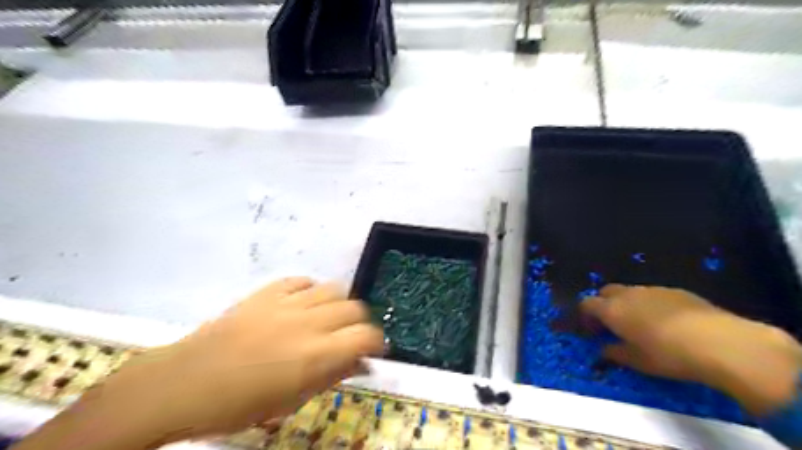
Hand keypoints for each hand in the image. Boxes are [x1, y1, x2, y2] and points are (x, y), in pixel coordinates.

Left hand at [14, 279, 385, 449]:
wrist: (182, 384)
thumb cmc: (236, 406)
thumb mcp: (290, 403)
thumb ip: (331, 378)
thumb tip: (360, 363)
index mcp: (314, 355)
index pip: (365, 336)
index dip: (377, 341)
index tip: (374, 349)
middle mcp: (307, 323)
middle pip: (354, 308)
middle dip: (360, 323)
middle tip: (350, 337)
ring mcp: (286, 303)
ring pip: (333, 288)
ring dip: (339, 304)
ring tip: (328, 319)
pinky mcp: (266, 292)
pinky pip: (301, 280)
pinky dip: (311, 290)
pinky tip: (304, 304)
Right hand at [584, 285, 801, 414]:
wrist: (720, 342)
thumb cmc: (668, 355)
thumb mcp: (637, 361)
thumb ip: (615, 353)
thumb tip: (604, 349)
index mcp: (612, 310)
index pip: (586, 304)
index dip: (585, 316)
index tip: (592, 331)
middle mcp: (627, 294)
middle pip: (605, 292)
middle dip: (604, 305)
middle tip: (612, 325)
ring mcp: (652, 289)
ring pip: (630, 292)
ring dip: (627, 304)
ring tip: (641, 324)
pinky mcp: (676, 291)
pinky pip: (653, 294)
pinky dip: (650, 304)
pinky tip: (667, 322)